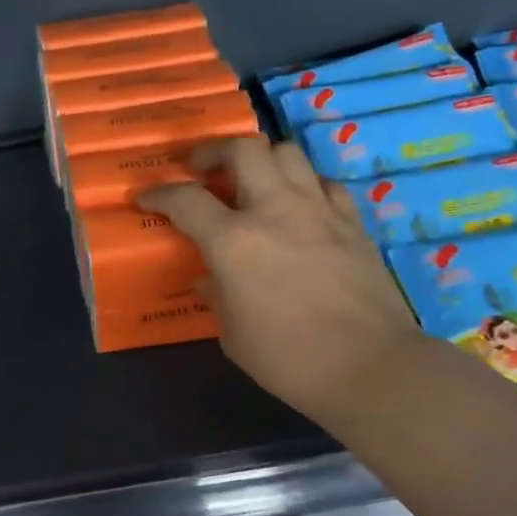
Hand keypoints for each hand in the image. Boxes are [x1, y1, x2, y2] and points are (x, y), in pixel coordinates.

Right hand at [139, 138, 421, 421]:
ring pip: (287, 153)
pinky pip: (323, 183)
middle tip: (202, 170)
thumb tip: (211, 280)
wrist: (371, 367)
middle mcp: (274, 211)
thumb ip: (217, 297)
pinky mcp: (352, 221)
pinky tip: (298, 206)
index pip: (185, 199)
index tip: (145, 197)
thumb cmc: (289, 359)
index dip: (159, 193)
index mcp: (234, 242)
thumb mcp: (233, 334)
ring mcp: (318, 210)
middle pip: (242, 149)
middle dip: (213, 152)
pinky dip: (303, 185)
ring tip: (251, 182)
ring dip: (261, 160)